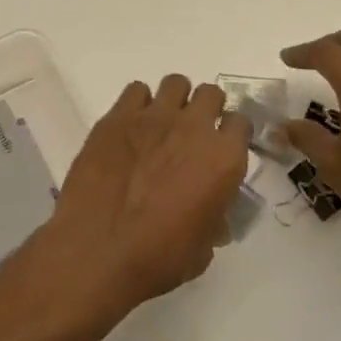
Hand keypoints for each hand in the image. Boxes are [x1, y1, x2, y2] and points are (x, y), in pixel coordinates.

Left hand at [31, 75, 250, 327]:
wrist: (99, 250)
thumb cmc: (159, 258)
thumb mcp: (204, 247)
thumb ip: (214, 216)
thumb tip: (210, 211)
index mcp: (223, 158)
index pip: (241, 123)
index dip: (231, 135)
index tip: (220, 149)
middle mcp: (194, 127)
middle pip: (211, 94)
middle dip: (205, 110)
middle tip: (190, 135)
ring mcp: (154, 117)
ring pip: (175, 83)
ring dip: (174, 101)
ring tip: (160, 126)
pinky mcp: (117, 116)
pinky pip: (136, 90)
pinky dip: (137, 104)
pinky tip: (130, 128)